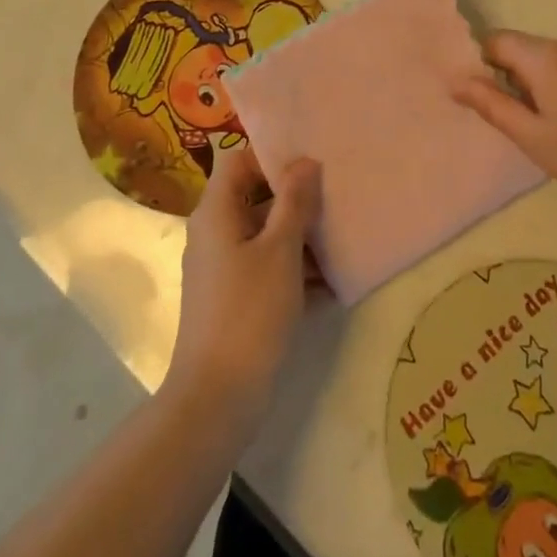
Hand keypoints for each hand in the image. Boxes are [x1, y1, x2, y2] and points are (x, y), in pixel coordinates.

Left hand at [166, 146, 321, 419]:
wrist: (217, 399)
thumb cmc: (249, 312)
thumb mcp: (280, 251)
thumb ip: (294, 202)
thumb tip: (306, 162)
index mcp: (216, 212)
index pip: (239, 161)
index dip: (272, 156)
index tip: (312, 162)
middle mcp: (214, 233)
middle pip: (255, 197)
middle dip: (295, 198)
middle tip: (336, 195)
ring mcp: (222, 269)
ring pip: (264, 236)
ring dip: (300, 236)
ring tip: (343, 237)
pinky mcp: (234, 300)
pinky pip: (266, 268)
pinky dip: (294, 269)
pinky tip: (332, 282)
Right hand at [456, 31, 556, 220]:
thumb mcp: (533, 138)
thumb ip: (491, 104)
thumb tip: (456, 81)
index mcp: (546, 56)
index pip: (497, 41)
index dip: (484, 66)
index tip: (491, 101)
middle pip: (529, 52)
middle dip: (520, 80)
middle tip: (532, 127)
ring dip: (550, 84)